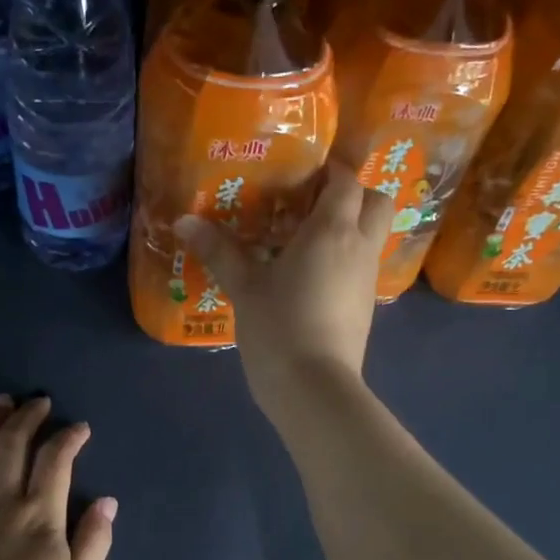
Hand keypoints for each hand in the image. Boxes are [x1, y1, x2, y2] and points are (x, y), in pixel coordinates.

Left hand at [0, 396, 116, 559]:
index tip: (79, 427)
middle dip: (28, 416)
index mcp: (39, 512)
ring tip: (0, 403)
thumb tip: (107, 501)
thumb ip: (94, 540)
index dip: (69, 437)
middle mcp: (0, 497)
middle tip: (37, 401)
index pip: (56, 460)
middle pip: (13, 443)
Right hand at [176, 162, 390, 418]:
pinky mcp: (365, 307)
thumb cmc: (279, 327)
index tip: (300, 173)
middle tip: (312, 203)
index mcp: (332, 230)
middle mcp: (359, 247)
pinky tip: (310, 277)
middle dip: (353, 194)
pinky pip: (361, 266)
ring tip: (304, 239)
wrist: (314, 389)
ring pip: (371, 236)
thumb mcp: (244, 287)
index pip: (346, 181)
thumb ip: (218, 250)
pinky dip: (344, 259)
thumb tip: (184, 221)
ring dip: (348, 228)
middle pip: (376, 201)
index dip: (328, 170)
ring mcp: (366, 279)